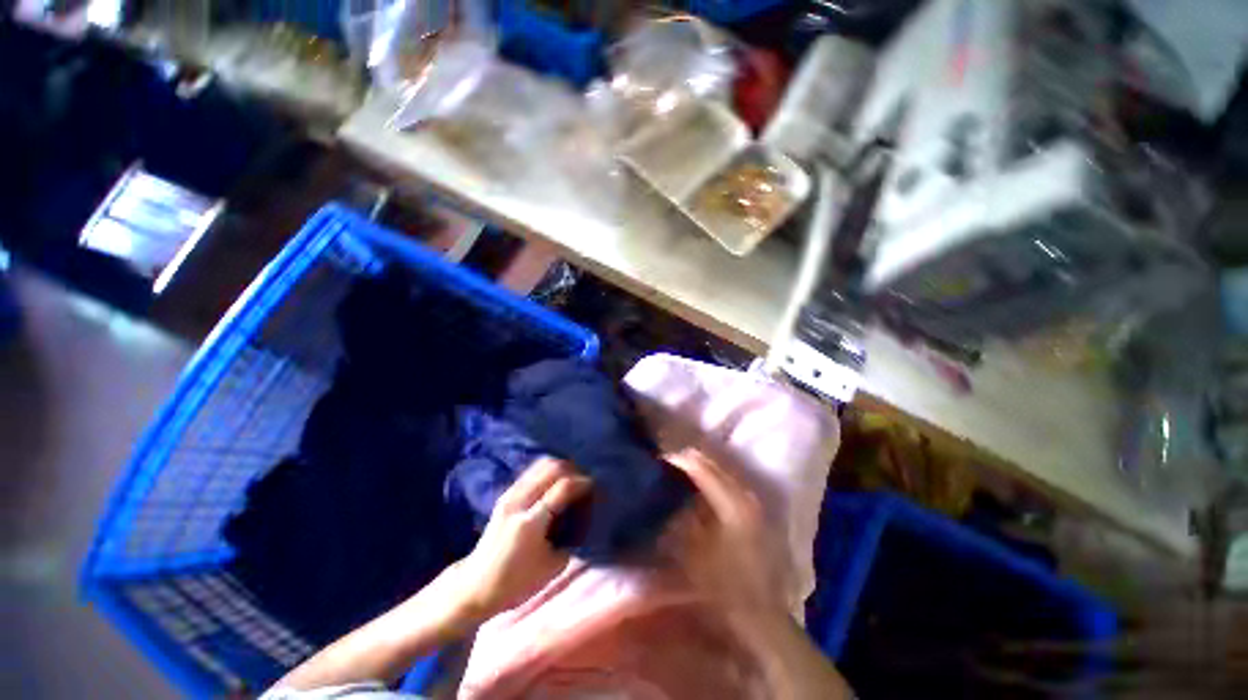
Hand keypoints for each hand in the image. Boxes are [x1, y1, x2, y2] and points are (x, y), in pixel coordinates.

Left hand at [453, 458, 590, 622]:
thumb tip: (584, 517)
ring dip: (561, 467)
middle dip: (574, 470)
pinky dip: (548, 470)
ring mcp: (510, 495)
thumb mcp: (552, 567)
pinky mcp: (506, 495)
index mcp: (531, 522)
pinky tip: (557, 480)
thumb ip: (571, 538)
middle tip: (586, 481)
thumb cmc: (516, 583)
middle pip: (552, 468)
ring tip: (573, 478)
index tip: (596, 486)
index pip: (563, 488)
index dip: (583, 482)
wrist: (475, 586)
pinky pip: (532, 471)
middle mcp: (519, 502)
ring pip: (541, 465)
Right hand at [666, 449, 788, 620]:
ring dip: (701, 468)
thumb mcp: (695, 551)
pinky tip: (698, 486)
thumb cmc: (725, 584)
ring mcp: (752, 502)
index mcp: (732, 504)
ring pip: (722, 472)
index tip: (660, 458)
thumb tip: (671, 492)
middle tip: (668, 462)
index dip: (679, 461)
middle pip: (714, 465)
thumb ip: (683, 516)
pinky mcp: (753, 511)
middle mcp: (745, 495)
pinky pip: (728, 483)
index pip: (701, 469)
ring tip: (680, 470)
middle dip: (690, 460)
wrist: (762, 613)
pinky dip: (711, 479)